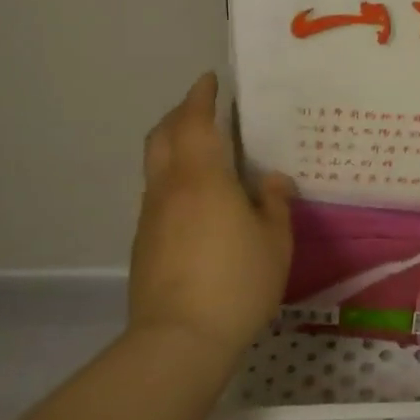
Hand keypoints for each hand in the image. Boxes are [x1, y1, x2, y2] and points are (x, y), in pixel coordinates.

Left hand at [129, 73, 294, 356]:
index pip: (196, 123)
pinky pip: (157, 194)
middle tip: (202, 107)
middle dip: (179, 114)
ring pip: (155, 165)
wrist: (179, 340)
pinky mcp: (144, 243)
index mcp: (204, 179)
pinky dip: (173, 178)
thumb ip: (275, 204)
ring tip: (201, 149)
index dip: (201, 97)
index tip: (210, 80)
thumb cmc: (237, 282)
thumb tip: (273, 181)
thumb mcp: (275, 241)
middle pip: (162, 136)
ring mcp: (151, 216)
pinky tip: (197, 198)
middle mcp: (170, 189)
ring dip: (173, 145)